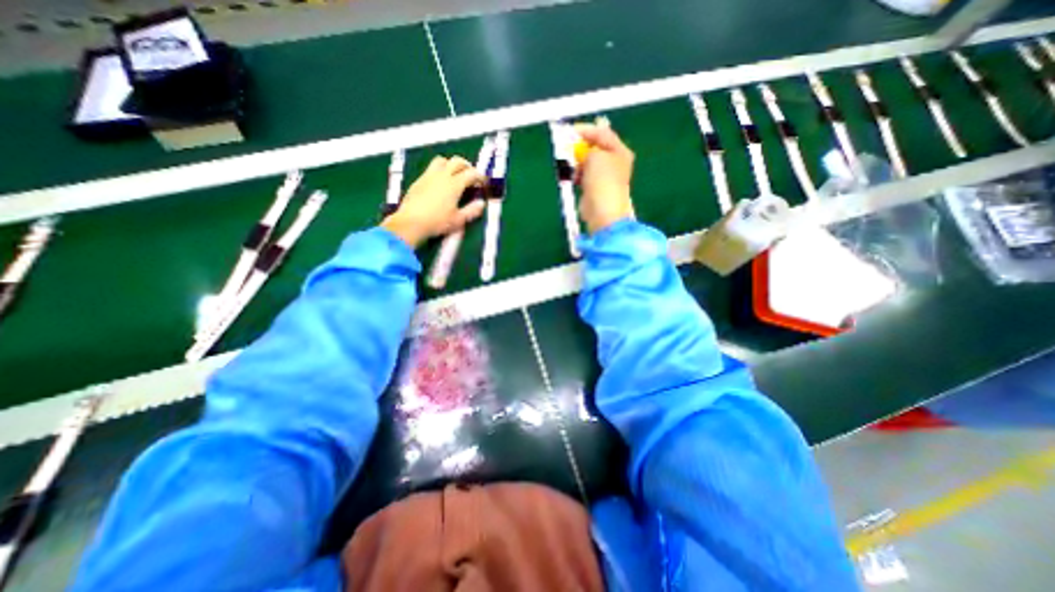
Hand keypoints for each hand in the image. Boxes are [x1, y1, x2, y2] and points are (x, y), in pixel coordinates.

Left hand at [383, 156, 485, 247]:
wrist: (410, 222)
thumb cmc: (437, 222)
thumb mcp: (458, 220)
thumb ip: (471, 211)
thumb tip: (481, 204)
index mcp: (454, 184)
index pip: (471, 173)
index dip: (480, 176)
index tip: (483, 182)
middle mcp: (442, 176)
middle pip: (457, 161)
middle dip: (467, 166)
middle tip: (471, 176)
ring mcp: (429, 176)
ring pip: (442, 161)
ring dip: (451, 165)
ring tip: (454, 175)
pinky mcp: (418, 180)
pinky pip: (431, 169)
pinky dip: (440, 171)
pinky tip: (440, 183)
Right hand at [577, 123, 633, 233]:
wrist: (602, 210)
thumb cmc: (602, 180)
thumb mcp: (594, 155)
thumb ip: (587, 148)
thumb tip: (582, 150)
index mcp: (619, 151)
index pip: (601, 133)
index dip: (585, 130)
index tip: (569, 131)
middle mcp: (614, 162)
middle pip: (594, 147)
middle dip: (579, 147)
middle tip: (567, 148)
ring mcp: (604, 176)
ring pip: (587, 162)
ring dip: (576, 162)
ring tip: (570, 165)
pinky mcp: (594, 188)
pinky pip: (583, 175)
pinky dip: (577, 174)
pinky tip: (573, 177)